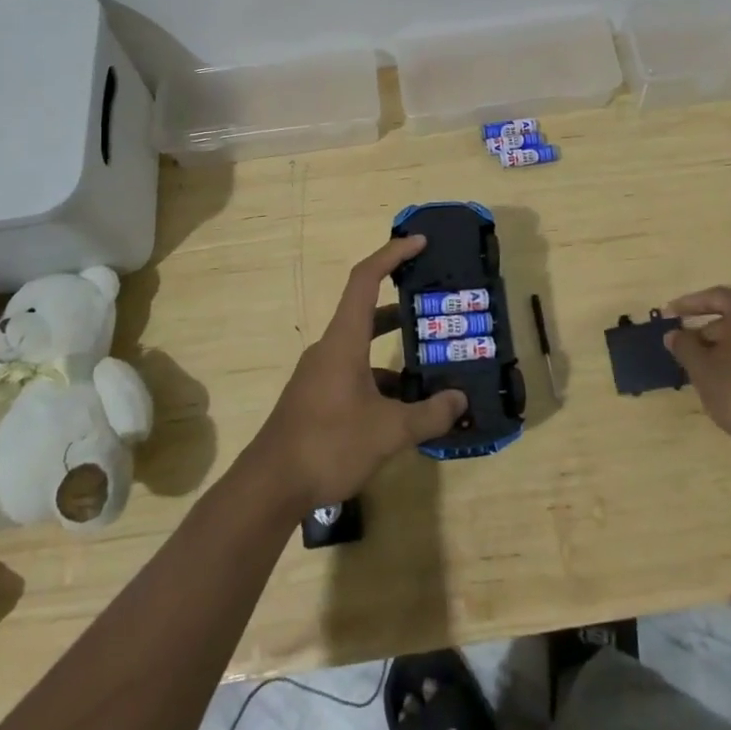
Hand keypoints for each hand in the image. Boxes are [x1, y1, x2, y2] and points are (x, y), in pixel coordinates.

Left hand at [251, 236, 467, 507]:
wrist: (270, 487)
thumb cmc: (329, 444)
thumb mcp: (388, 432)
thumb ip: (429, 414)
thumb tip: (461, 401)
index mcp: (343, 340)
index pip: (366, 279)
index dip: (392, 254)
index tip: (419, 242)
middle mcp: (330, 349)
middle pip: (368, 312)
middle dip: (403, 309)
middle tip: (437, 309)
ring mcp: (320, 374)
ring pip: (363, 348)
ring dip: (394, 352)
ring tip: (432, 365)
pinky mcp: (317, 398)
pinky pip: (355, 374)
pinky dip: (381, 380)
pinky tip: (405, 408)